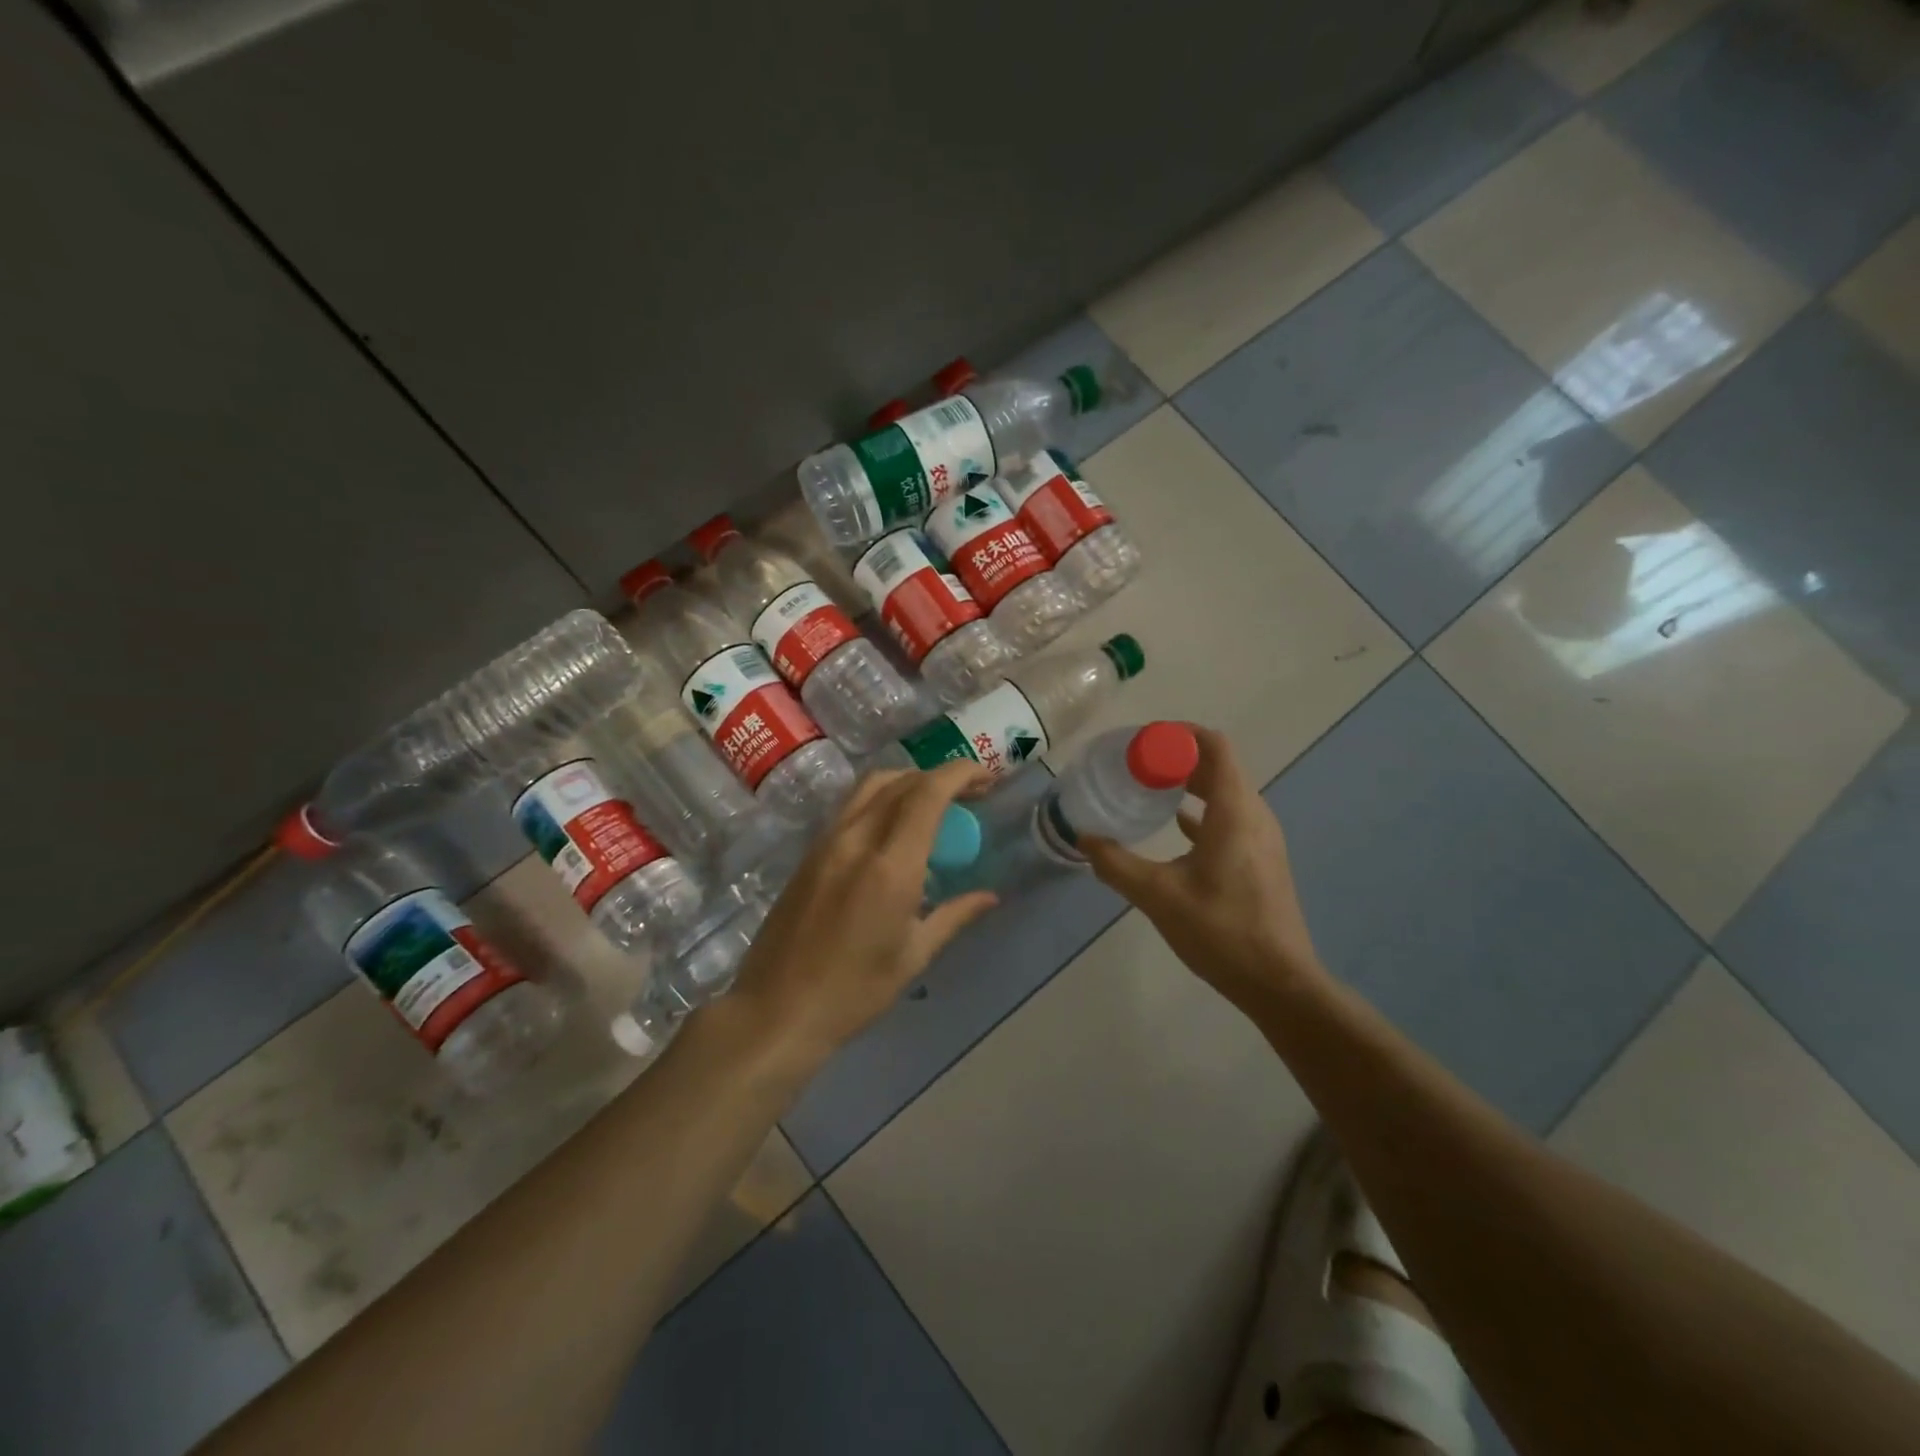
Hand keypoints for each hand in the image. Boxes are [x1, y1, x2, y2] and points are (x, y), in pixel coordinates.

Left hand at [720, 762, 998, 1072]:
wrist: (776, 1010)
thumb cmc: (853, 992)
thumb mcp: (913, 956)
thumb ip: (954, 915)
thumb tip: (989, 896)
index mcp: (890, 866)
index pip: (928, 794)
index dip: (960, 774)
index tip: (987, 778)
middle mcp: (856, 840)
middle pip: (900, 781)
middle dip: (940, 776)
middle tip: (970, 793)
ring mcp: (827, 842)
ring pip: (871, 786)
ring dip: (908, 781)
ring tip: (935, 803)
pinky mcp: (810, 853)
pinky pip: (852, 807)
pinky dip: (882, 799)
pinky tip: (896, 826)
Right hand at [1082, 726, 1324, 1014]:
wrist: (1279, 983)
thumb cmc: (1221, 930)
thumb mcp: (1158, 896)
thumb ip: (1117, 864)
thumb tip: (1084, 839)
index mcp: (1234, 811)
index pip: (1214, 747)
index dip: (1179, 735)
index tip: (1142, 741)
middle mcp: (1254, 815)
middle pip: (1218, 766)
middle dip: (1178, 758)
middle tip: (1136, 764)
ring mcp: (1262, 839)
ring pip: (1225, 792)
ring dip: (1190, 784)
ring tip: (1150, 788)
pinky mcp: (1261, 860)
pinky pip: (1230, 818)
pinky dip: (1202, 810)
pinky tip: (1175, 824)